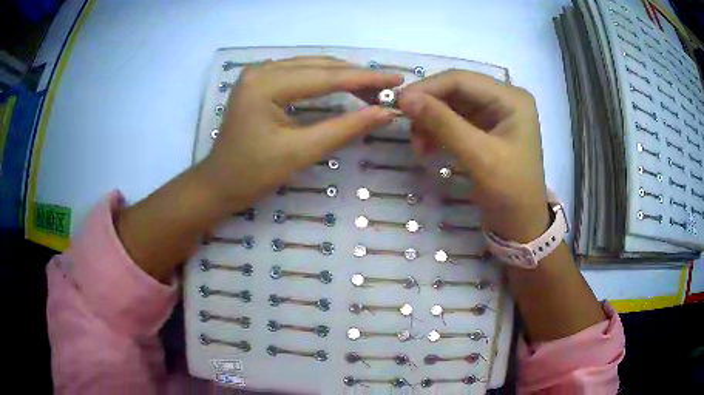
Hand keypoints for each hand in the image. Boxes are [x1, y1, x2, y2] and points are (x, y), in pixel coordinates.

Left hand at [198, 57, 402, 212]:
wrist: (218, 185)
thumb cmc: (252, 174)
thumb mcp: (300, 152)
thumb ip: (344, 129)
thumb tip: (385, 113)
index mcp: (265, 84)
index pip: (325, 76)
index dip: (365, 79)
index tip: (397, 79)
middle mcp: (261, 70)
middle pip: (319, 66)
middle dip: (356, 76)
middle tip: (389, 87)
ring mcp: (259, 74)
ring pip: (311, 67)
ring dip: (343, 76)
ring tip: (373, 89)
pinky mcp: (260, 82)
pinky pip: (300, 74)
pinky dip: (325, 80)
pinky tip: (343, 86)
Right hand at [397, 70, 549, 242]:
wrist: (521, 225)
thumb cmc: (510, 191)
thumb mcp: (478, 156)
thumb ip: (443, 123)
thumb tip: (404, 98)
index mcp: (511, 98)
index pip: (462, 79)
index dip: (428, 88)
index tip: (399, 103)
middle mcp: (503, 99)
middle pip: (456, 90)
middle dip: (429, 107)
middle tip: (405, 125)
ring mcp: (494, 113)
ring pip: (451, 105)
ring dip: (430, 121)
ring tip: (419, 145)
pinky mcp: (485, 128)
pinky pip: (454, 120)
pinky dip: (437, 131)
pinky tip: (427, 147)